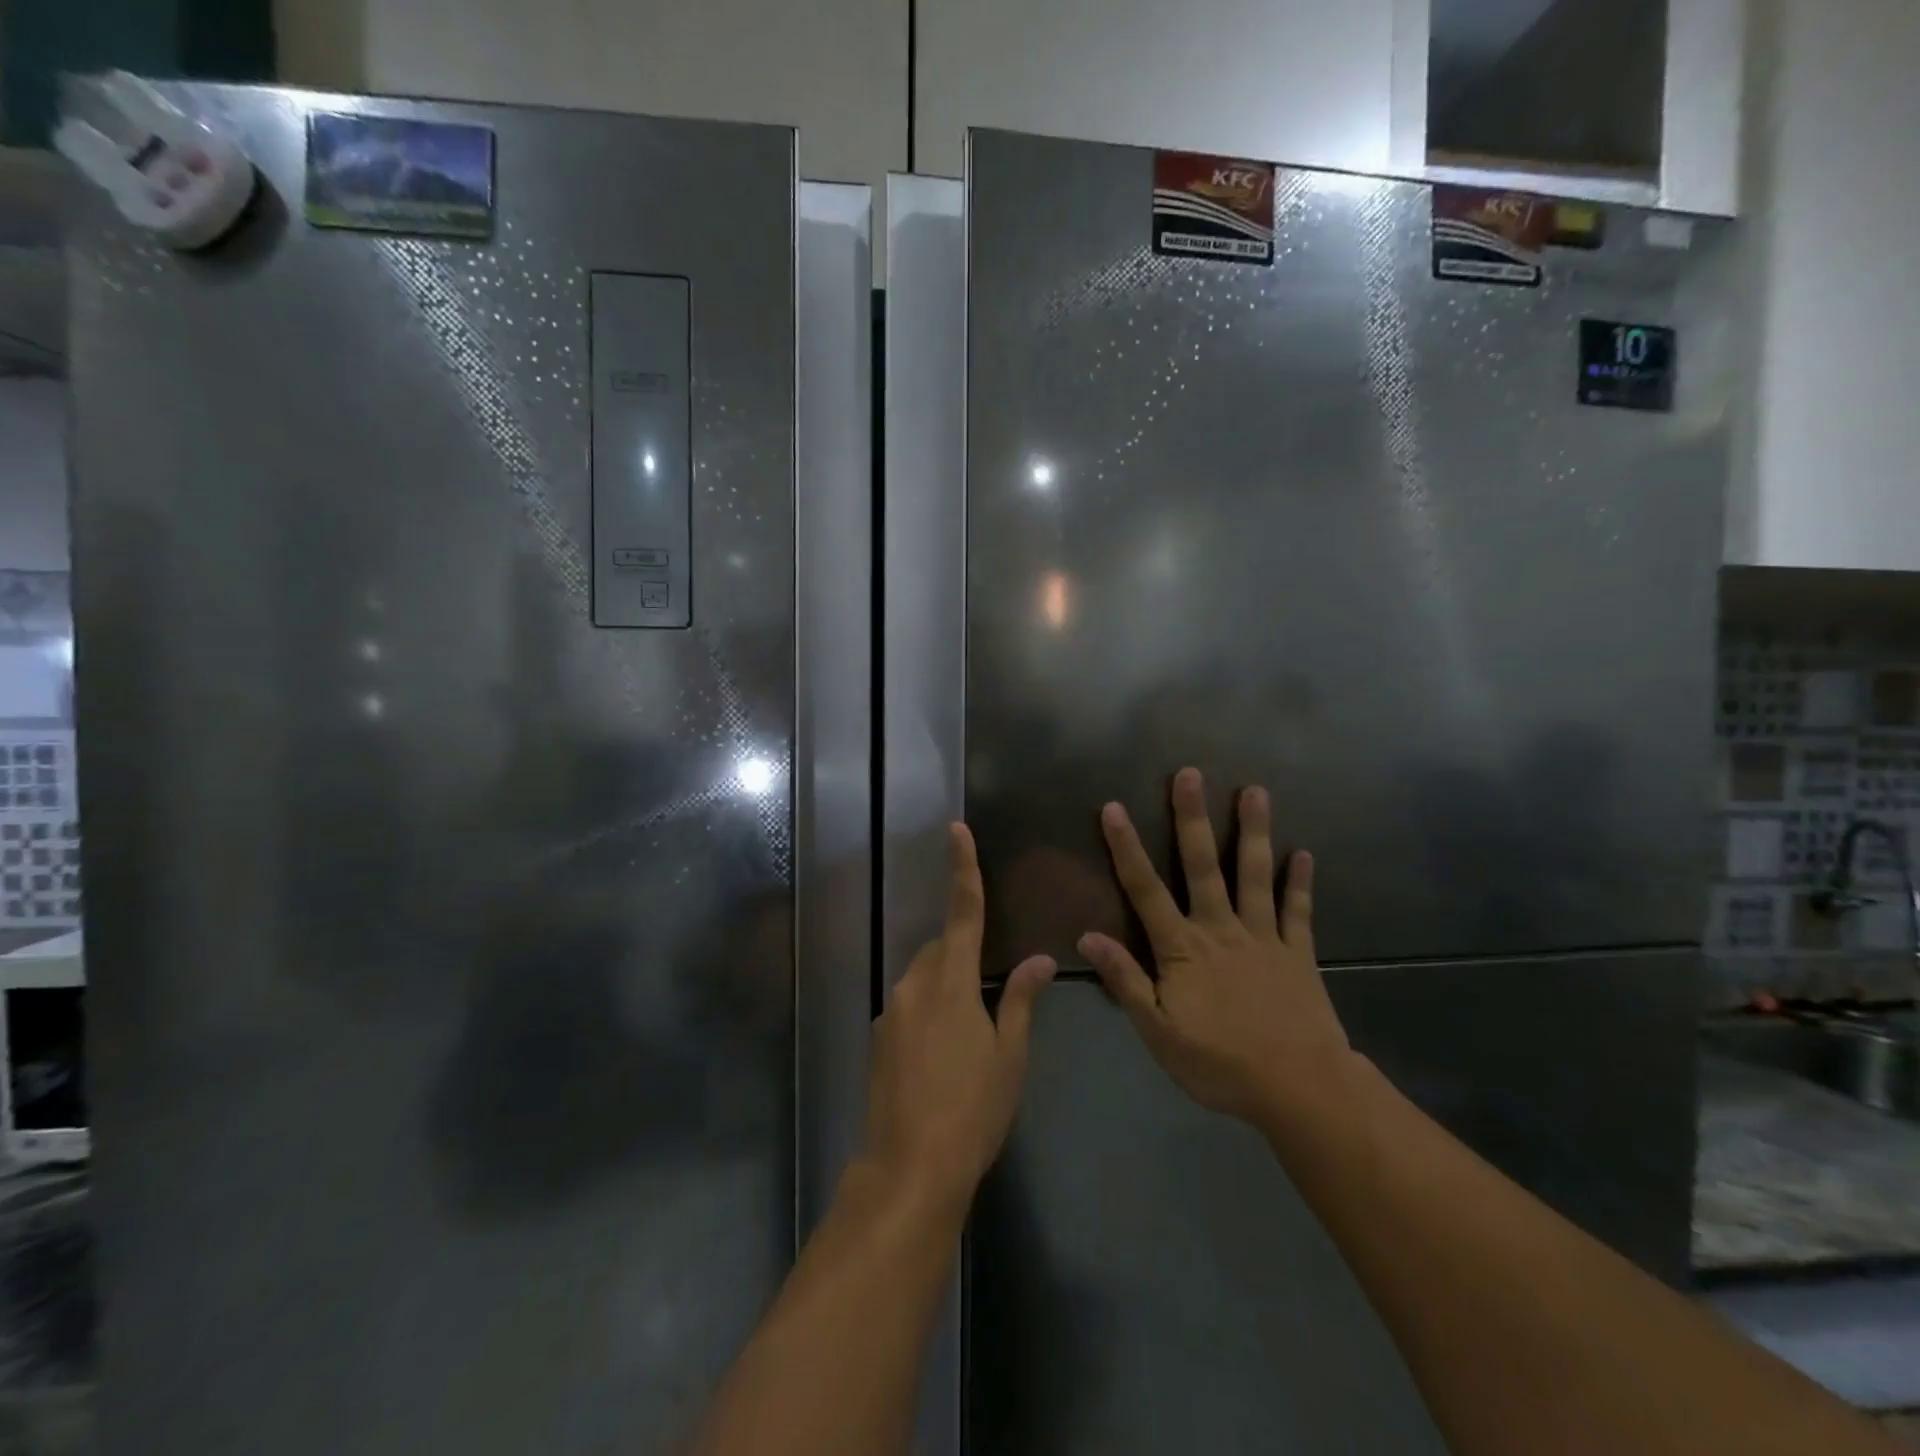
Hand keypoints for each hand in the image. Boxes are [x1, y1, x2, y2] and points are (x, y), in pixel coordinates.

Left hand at [864, 824, 1056, 1213]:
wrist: (909, 1167)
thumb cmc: (972, 1109)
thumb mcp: (1009, 1056)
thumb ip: (1022, 1000)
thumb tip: (1040, 959)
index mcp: (952, 981)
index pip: (963, 912)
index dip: (963, 869)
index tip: (957, 829)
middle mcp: (915, 984)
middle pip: (942, 948)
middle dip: (964, 954)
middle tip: (990, 999)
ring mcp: (892, 1010)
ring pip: (925, 977)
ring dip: (947, 987)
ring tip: (970, 1038)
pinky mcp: (879, 1036)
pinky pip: (910, 1005)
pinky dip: (930, 1012)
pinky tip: (943, 1057)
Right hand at [1079, 768, 1354, 1126]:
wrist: (1300, 1088)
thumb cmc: (1220, 1063)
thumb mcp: (1158, 1031)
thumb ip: (1125, 980)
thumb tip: (1087, 936)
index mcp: (1183, 948)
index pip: (1146, 890)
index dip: (1127, 848)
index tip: (1114, 807)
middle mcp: (1221, 929)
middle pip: (1203, 866)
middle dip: (1192, 819)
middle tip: (1190, 774)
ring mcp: (1263, 937)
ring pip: (1255, 875)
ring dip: (1254, 832)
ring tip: (1255, 791)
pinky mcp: (1298, 953)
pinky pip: (1298, 912)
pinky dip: (1300, 882)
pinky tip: (1304, 854)